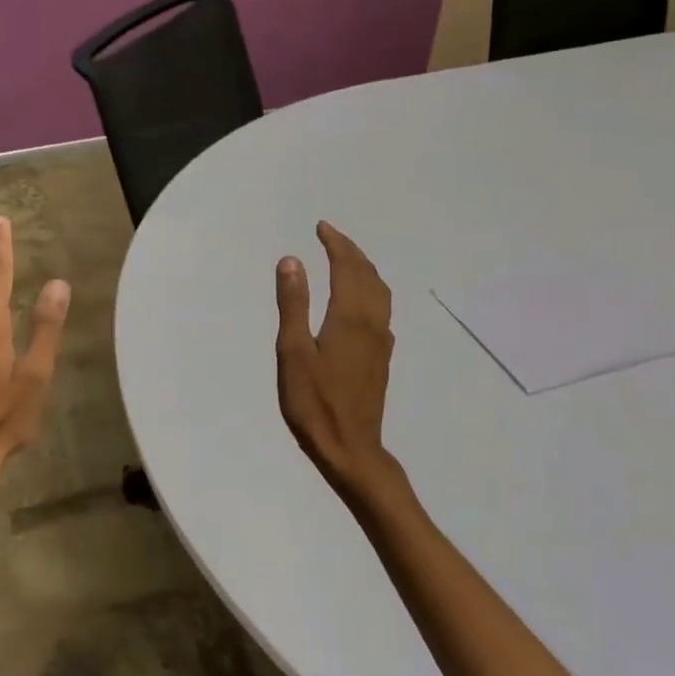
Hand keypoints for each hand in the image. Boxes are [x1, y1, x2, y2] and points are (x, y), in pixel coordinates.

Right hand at [275, 221, 401, 502]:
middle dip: (351, 251)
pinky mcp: (381, 358)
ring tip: (347, 260)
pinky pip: (381, 310)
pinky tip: (361, 302)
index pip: (347, 267)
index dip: (336, 244)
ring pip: (380, 292)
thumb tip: (292, 260)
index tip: (322, 227)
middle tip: (331, 236)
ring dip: (364, 269)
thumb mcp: (293, 351)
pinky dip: (371, 291)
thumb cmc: (314, 402)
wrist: (350, 448)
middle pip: (368, 275)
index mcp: (349, 317)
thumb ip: (294, 304)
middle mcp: (372, 323)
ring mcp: (380, 342)